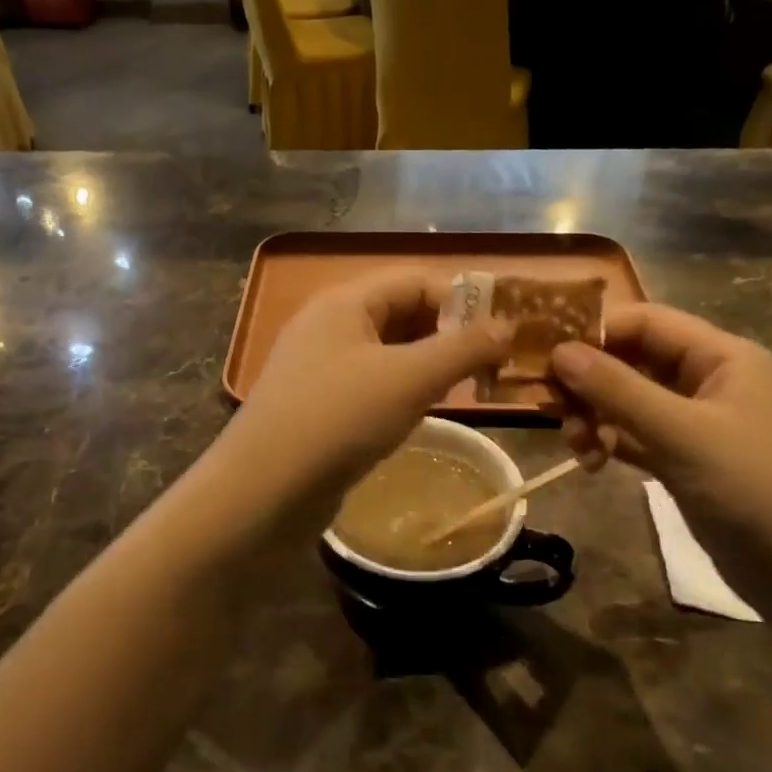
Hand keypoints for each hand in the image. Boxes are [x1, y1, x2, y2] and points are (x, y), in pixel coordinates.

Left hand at [217, 268, 510, 529]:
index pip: (415, 280)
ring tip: (465, 390)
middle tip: (488, 366)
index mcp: (345, 302)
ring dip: (428, 364)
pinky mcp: (318, 404)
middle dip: (448, 333)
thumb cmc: (340, 419)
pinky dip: (403, 390)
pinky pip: (371, 382)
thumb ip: (463, 348)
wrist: (264, 490)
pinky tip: (422, 413)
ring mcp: (319, 366)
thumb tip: (507, 327)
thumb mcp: (410, 378)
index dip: (461, 301)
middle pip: (401, 312)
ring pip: (388, 351)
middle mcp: (329, 325)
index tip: (500, 336)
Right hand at [550, 304, 771, 578]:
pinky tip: (592, 461)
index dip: (595, 332)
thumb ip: (618, 390)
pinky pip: (636, 435)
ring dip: (595, 415)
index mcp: (722, 357)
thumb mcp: (681, 434)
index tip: (546, 356)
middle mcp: (709, 380)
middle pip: (634, 360)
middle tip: (553, 409)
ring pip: (630, 400)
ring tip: (577, 445)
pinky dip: (611, 441)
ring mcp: (698, 422)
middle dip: (590, 381)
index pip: (646, 322)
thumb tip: (558, 352)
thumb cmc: (753, 489)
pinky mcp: (687, 459)